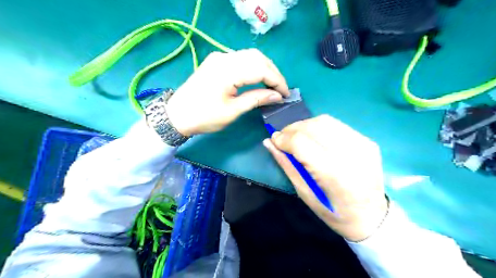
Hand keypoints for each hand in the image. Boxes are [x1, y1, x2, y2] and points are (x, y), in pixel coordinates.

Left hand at [167, 50, 291, 137]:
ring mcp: (219, 57)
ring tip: (272, 85)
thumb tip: (277, 96)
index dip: (277, 81)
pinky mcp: (216, 61)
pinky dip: (253, 66)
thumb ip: (256, 99)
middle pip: (258, 57)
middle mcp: (224, 57)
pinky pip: (241, 58)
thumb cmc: (204, 117)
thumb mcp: (233, 111)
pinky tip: (258, 78)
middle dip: (273, 73)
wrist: (177, 115)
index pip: (261, 69)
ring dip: (265, 68)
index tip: (286, 94)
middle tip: (281, 89)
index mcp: (228, 71)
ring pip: (250, 56)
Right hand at [261, 114, 389, 240]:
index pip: (301, 142)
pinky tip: (316, 138)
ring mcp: (362, 145)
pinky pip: (337, 126)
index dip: (283, 138)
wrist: (371, 217)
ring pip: (325, 121)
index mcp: (332, 173)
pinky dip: (321, 128)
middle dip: (292, 129)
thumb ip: (286, 165)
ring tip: (297, 136)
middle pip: (313, 126)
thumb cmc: (333, 212)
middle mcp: (350, 154)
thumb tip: (269, 143)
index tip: (273, 140)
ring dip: (305, 125)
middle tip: (283, 137)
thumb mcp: (304, 193)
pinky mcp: (367, 142)